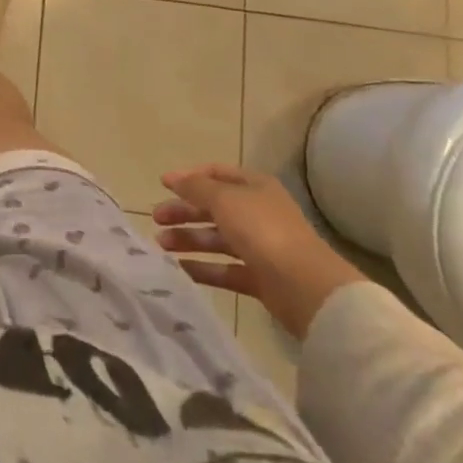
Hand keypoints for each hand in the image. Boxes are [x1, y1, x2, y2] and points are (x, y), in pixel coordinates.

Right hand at [153, 164, 366, 338]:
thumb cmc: (262, 230)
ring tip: (161, 245)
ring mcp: (260, 247)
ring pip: (217, 239)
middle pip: (213, 208)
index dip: (189, 178)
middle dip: (184, 211)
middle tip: (156, 219)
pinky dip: (204, 269)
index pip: (216, 174)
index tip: (163, 185)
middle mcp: (258, 213)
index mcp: (254, 187)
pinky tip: (180, 269)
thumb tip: (172, 178)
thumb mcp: (223, 198)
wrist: (306, 287)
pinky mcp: (261, 279)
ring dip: (189, 239)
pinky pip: (226, 270)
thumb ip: (195, 187)